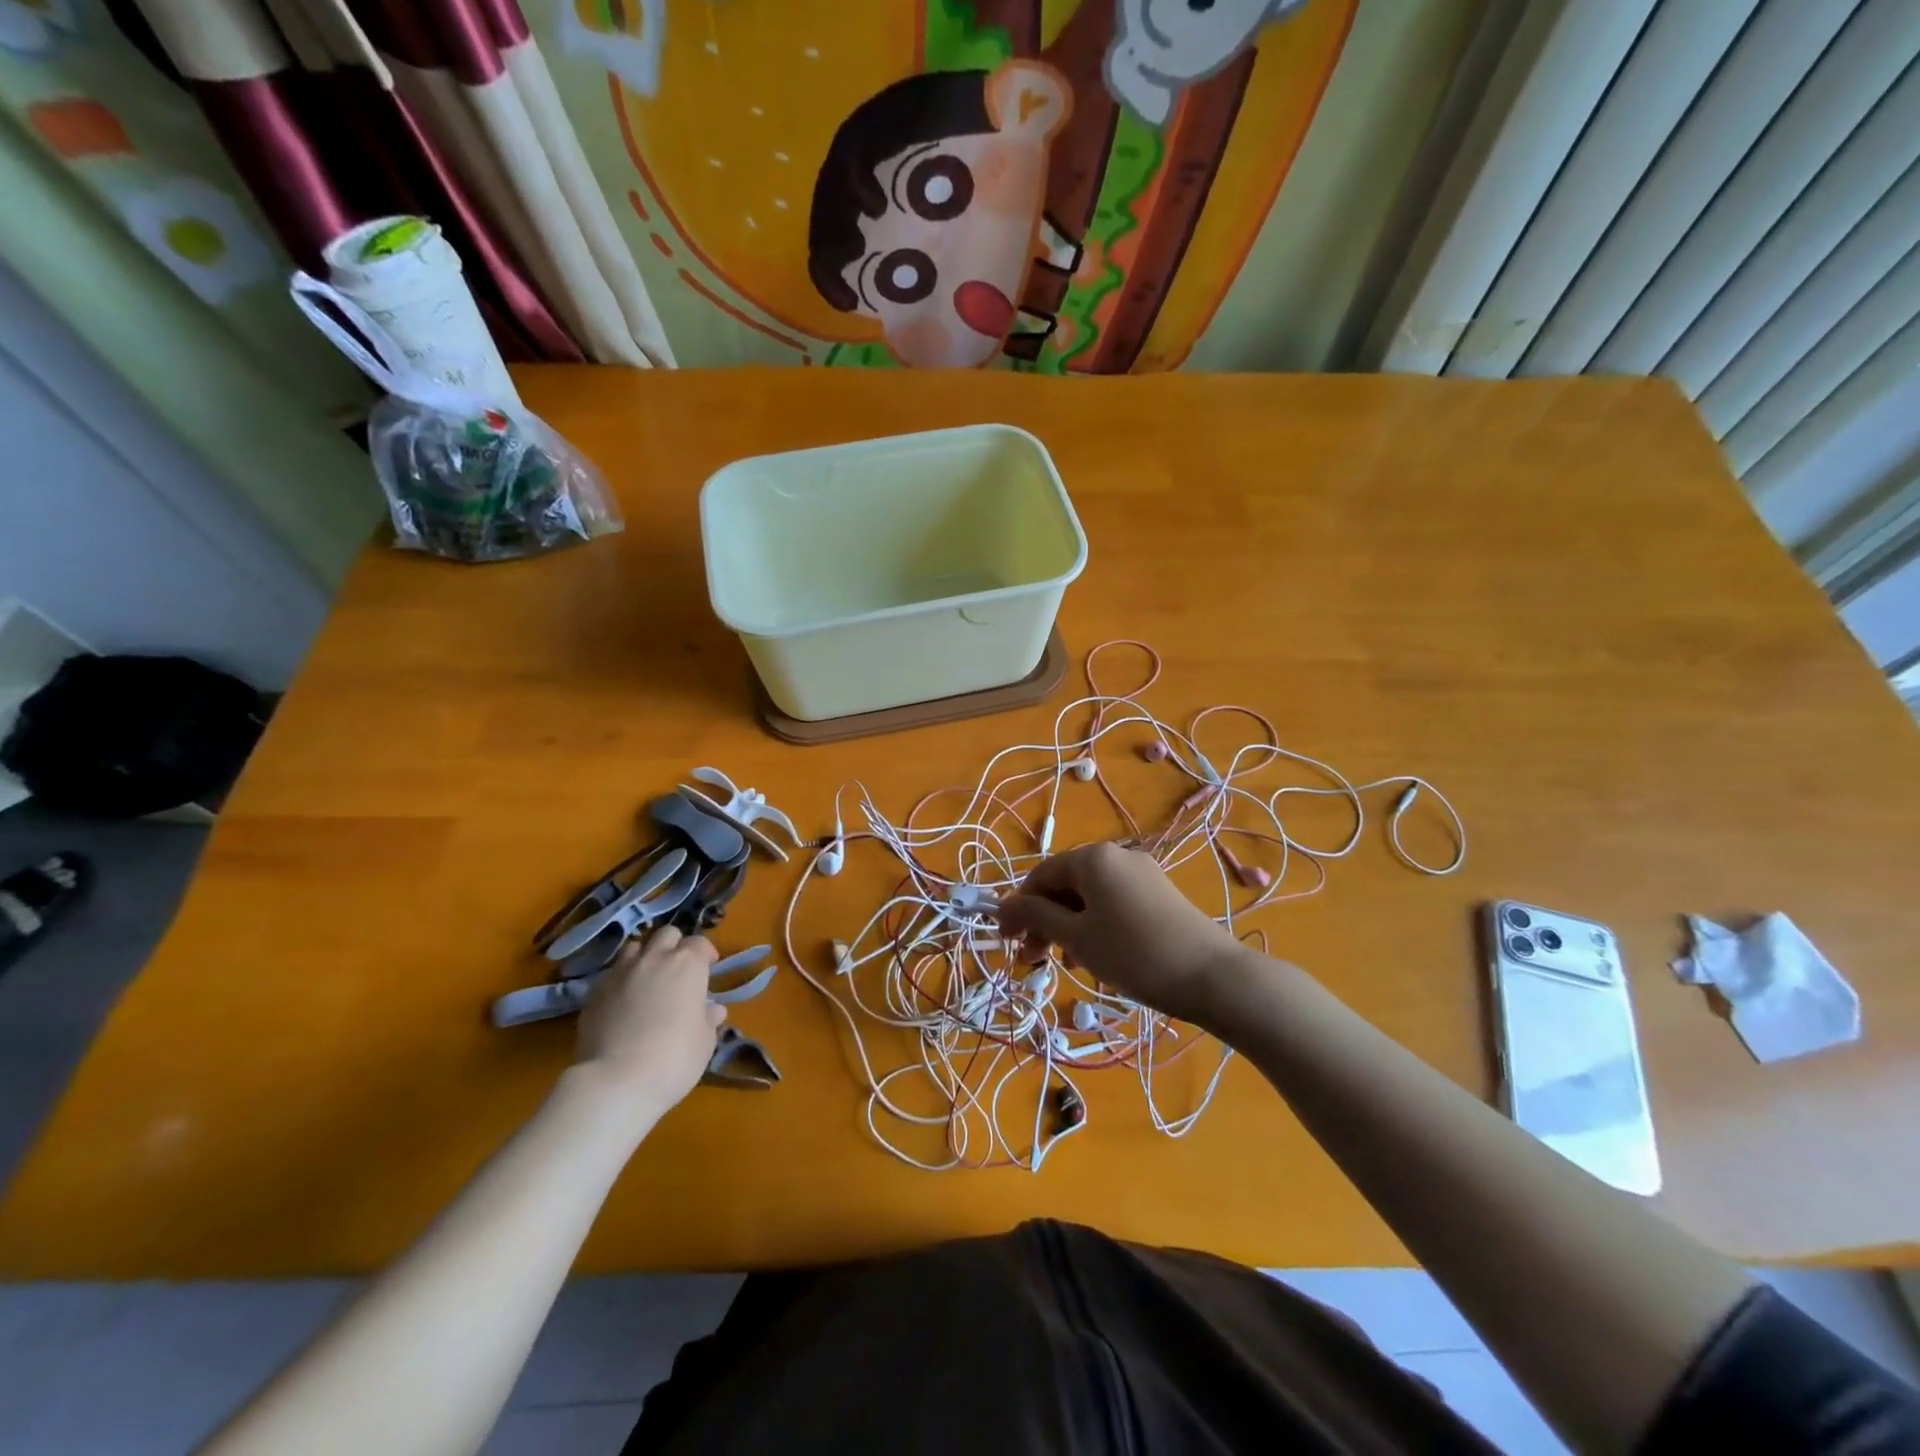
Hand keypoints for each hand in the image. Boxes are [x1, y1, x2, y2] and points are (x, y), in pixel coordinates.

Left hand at [574, 927, 724, 1113]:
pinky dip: (621, 980)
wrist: (616, 1081)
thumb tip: (711, 1010)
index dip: (705, 954)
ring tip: (647, 980)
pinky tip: (622, 1002)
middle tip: (678, 970)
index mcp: (688, 965)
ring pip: (634, 947)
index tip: (708, 968)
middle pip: (666, 934)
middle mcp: (654, 959)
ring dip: (645, 957)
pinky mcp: (594, 992)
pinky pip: (611, 974)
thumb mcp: (705, 1041)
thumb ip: (708, 1019)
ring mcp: (621, 972)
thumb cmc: (674, 1058)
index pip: (700, 943)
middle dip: (674, 946)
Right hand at [996, 843, 1248, 1024]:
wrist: (1212, 976)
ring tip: (1064, 963)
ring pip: (1089, 897)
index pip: (1040, 875)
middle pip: (1065, 885)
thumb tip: (1002, 907)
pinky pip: (1113, 903)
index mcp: (1092, 857)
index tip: (1006, 943)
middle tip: (1031, 960)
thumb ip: (1036, 917)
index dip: (1018, 908)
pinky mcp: (1159, 894)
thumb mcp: (1076, 937)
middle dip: (1043, 920)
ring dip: (1068, 926)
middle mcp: (1116, 855)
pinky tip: (1096, 956)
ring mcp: (1142, 873)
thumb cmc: (1133, 953)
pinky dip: (1095, 925)